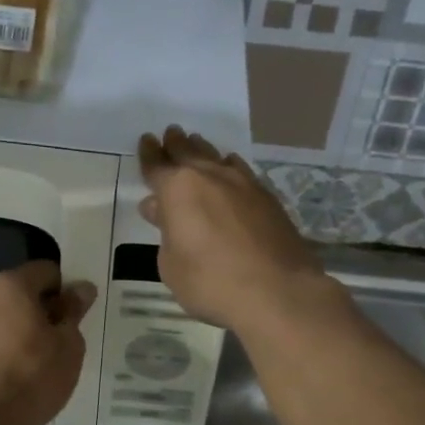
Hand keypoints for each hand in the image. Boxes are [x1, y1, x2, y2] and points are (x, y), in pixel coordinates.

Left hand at [0, 261, 96, 424]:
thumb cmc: (33, 375)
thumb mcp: (69, 343)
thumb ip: (74, 311)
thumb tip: (81, 289)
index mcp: (9, 284)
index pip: (47, 270)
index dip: (68, 288)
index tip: (80, 314)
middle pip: (24, 291)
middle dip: (47, 308)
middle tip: (68, 336)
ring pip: (9, 314)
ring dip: (29, 327)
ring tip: (49, 357)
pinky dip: (12, 344)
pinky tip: (27, 370)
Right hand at [138, 126, 327, 331]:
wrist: (277, 291)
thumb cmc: (211, 282)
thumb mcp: (171, 265)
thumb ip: (165, 232)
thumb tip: (160, 209)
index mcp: (178, 189)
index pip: (157, 166)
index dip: (149, 154)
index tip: (146, 140)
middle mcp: (210, 177)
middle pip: (188, 152)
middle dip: (176, 143)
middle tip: (170, 133)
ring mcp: (243, 184)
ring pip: (217, 157)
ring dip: (203, 149)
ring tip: (196, 143)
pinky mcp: (267, 198)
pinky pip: (241, 171)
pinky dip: (229, 166)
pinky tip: (230, 167)